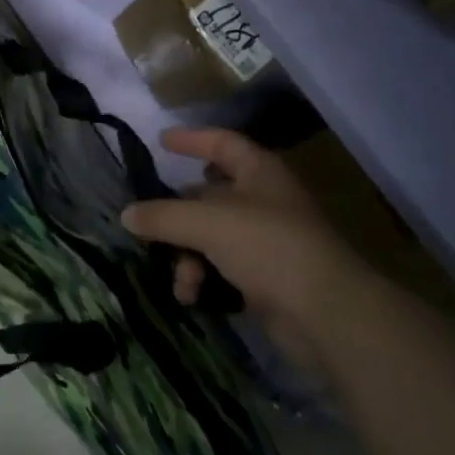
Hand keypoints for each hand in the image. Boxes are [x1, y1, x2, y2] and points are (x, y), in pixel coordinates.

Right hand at [122, 128, 359, 349]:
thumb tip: (126, 214)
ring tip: (182, 281)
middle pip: (209, 195)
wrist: (327, 315)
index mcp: (258, 172)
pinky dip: (205, 279)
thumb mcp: (206, 223)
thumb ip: (162, 216)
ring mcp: (268, 241)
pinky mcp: (268, 279)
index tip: (161, 141)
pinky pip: (223, 269)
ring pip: (212, 237)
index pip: (221, 143)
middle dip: (178, 215)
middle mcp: (264, 201)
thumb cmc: (268, 246)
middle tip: (149, 226)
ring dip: (188, 256)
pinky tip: (193, 297)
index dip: (192, 139)